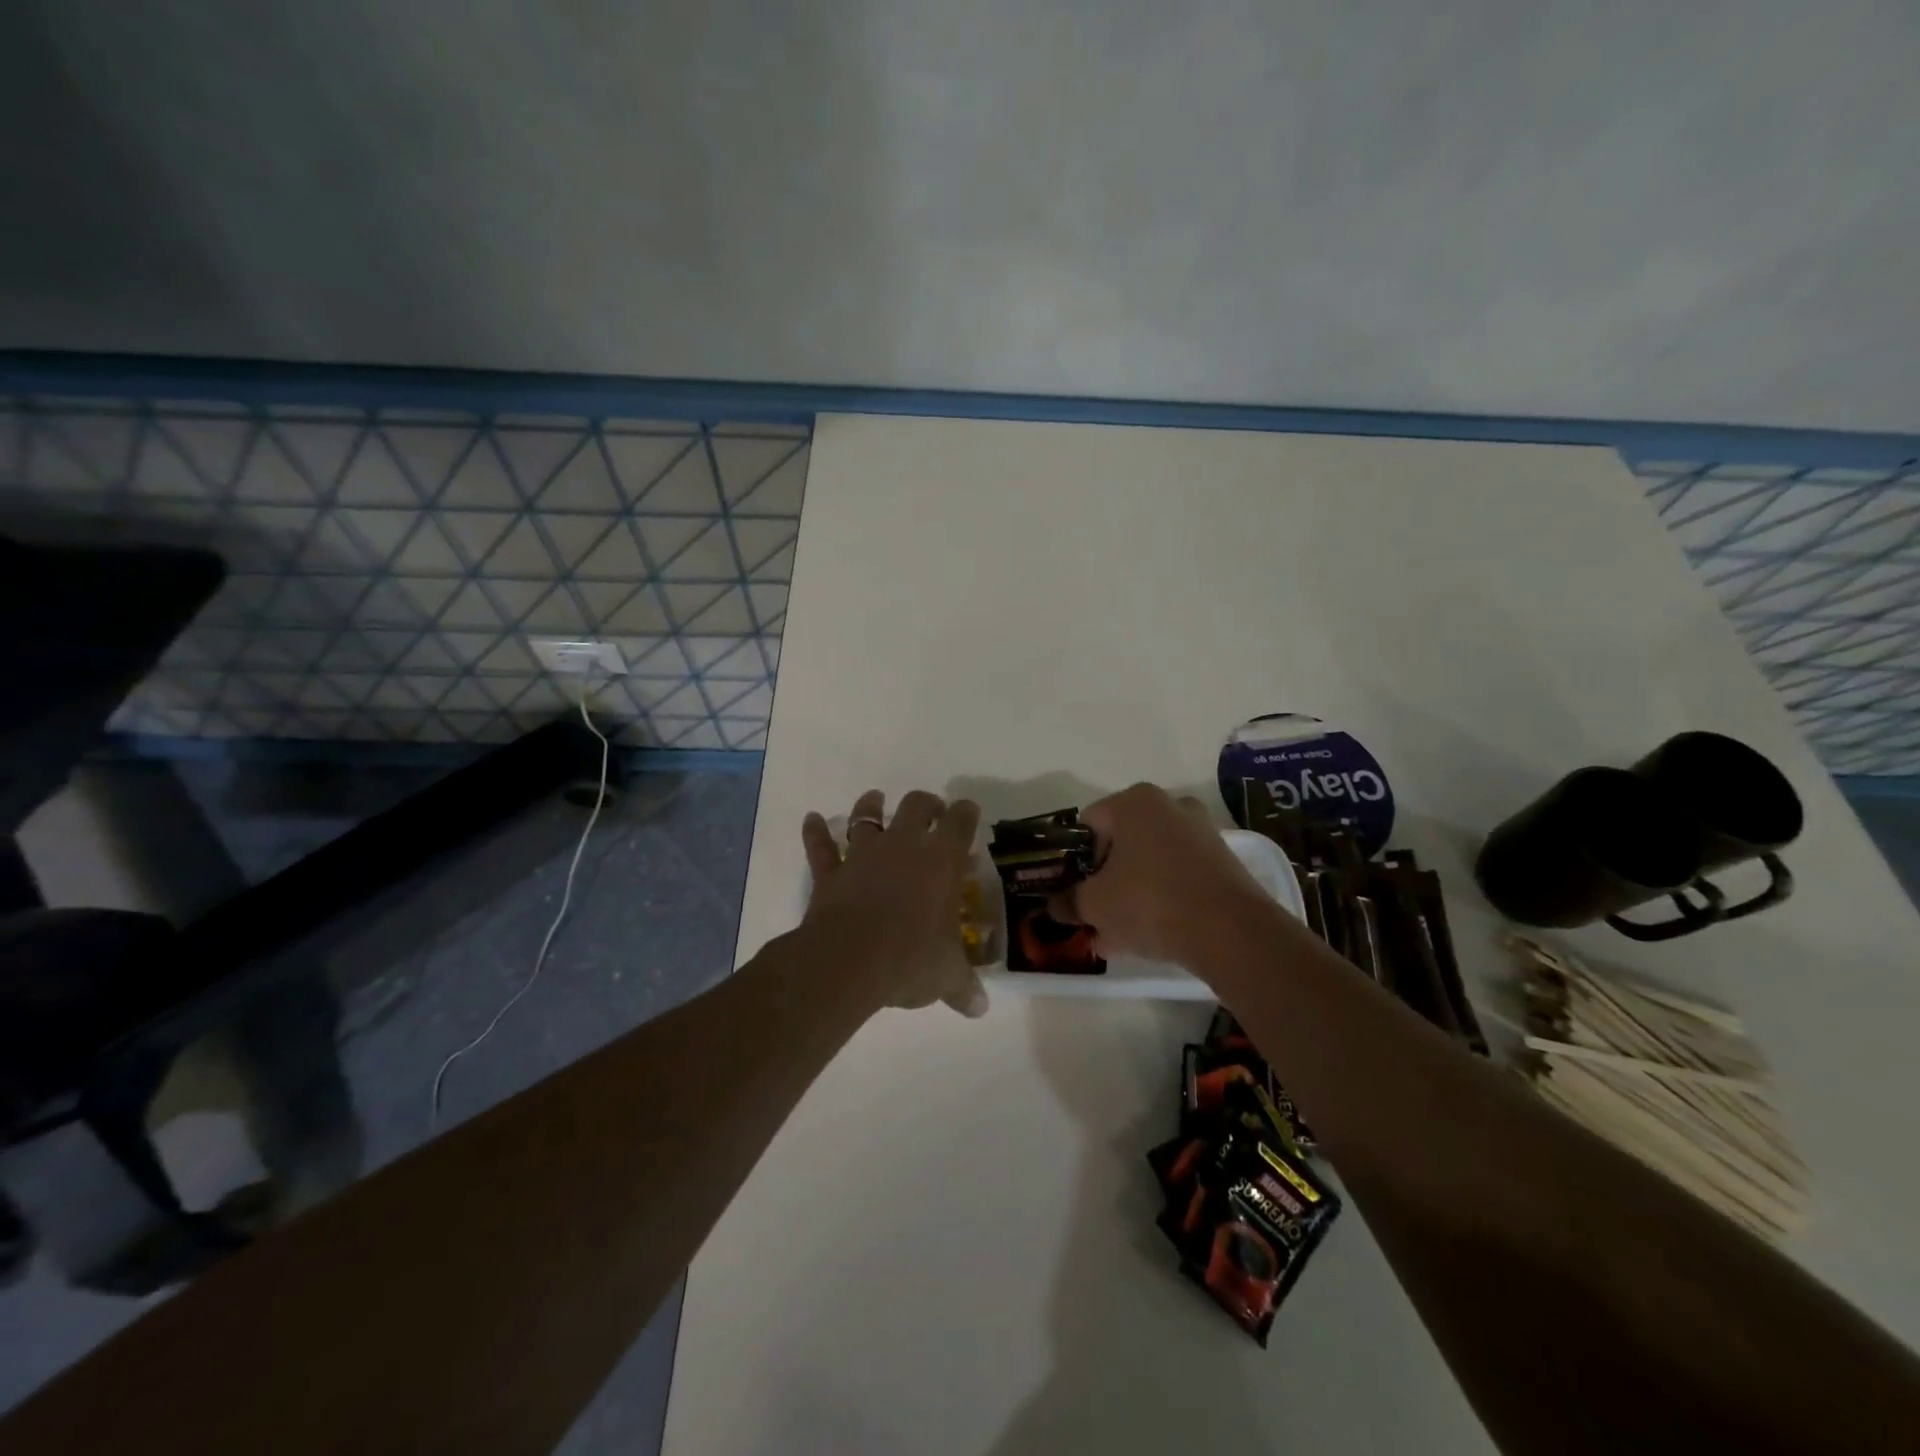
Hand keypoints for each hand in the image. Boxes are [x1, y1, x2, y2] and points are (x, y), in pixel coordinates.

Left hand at [801, 790, 988, 1017]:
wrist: (850, 960)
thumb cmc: (911, 958)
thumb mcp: (946, 975)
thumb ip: (964, 987)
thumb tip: (980, 1008)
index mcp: (941, 861)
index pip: (960, 822)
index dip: (966, 813)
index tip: (969, 811)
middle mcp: (904, 846)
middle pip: (917, 806)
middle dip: (927, 804)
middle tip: (932, 812)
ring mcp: (864, 855)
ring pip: (867, 817)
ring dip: (871, 806)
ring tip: (875, 798)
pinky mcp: (831, 873)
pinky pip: (821, 847)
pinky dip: (815, 832)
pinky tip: (811, 819)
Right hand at [1053, 783, 1266, 963]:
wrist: (1230, 931)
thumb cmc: (1150, 902)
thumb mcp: (1095, 905)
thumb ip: (1069, 902)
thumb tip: (1054, 905)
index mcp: (1134, 802)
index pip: (1089, 825)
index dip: (1074, 860)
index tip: (1073, 891)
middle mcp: (1170, 806)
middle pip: (1122, 843)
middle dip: (1105, 878)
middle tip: (1094, 912)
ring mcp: (1201, 832)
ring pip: (1150, 862)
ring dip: (1131, 892)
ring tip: (1118, 933)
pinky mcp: (1223, 861)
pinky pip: (1178, 876)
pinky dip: (1162, 897)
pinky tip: (1149, 934)